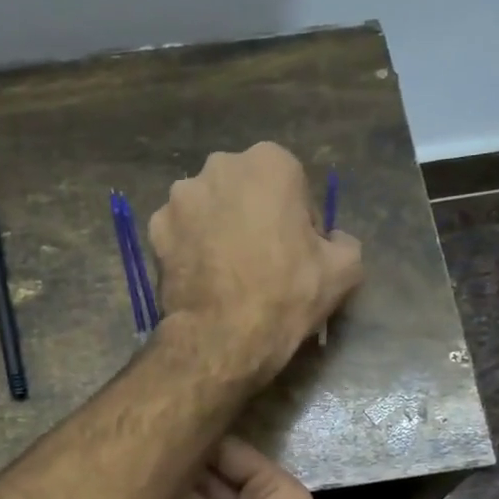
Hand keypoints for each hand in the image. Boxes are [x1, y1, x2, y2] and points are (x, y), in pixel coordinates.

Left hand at [147, 143, 362, 385]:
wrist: (223, 337)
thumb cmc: (287, 295)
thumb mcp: (344, 270)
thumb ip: (344, 242)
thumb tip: (333, 240)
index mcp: (270, 162)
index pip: (293, 187)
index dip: (298, 222)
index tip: (298, 253)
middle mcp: (220, 166)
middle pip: (246, 191)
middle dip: (255, 216)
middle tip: (263, 261)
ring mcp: (181, 196)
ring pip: (210, 208)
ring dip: (220, 228)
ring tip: (229, 272)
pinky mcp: (154, 227)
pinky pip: (181, 232)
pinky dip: (191, 247)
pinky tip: (204, 278)